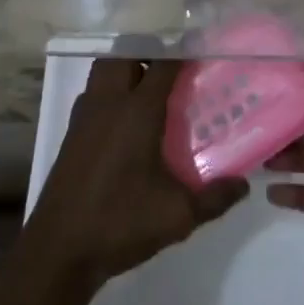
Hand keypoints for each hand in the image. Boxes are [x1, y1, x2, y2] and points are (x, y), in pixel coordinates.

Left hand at [24, 57, 249, 296]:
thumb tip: (244, 184)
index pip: (163, 64)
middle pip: (125, 55)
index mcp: (137, 111)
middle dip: (148, 55)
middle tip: (173, 75)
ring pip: (103, 71)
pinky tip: (126, 124)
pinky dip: (109, 93)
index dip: (183, 53)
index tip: (203, 54)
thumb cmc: (120, 223)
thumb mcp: (178, 215)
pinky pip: (93, 94)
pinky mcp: (72, 134)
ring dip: (125, 70)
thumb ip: (215, 198)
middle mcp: (108, 103)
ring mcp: (85, 117)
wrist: (59, 250)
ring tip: (150, 94)